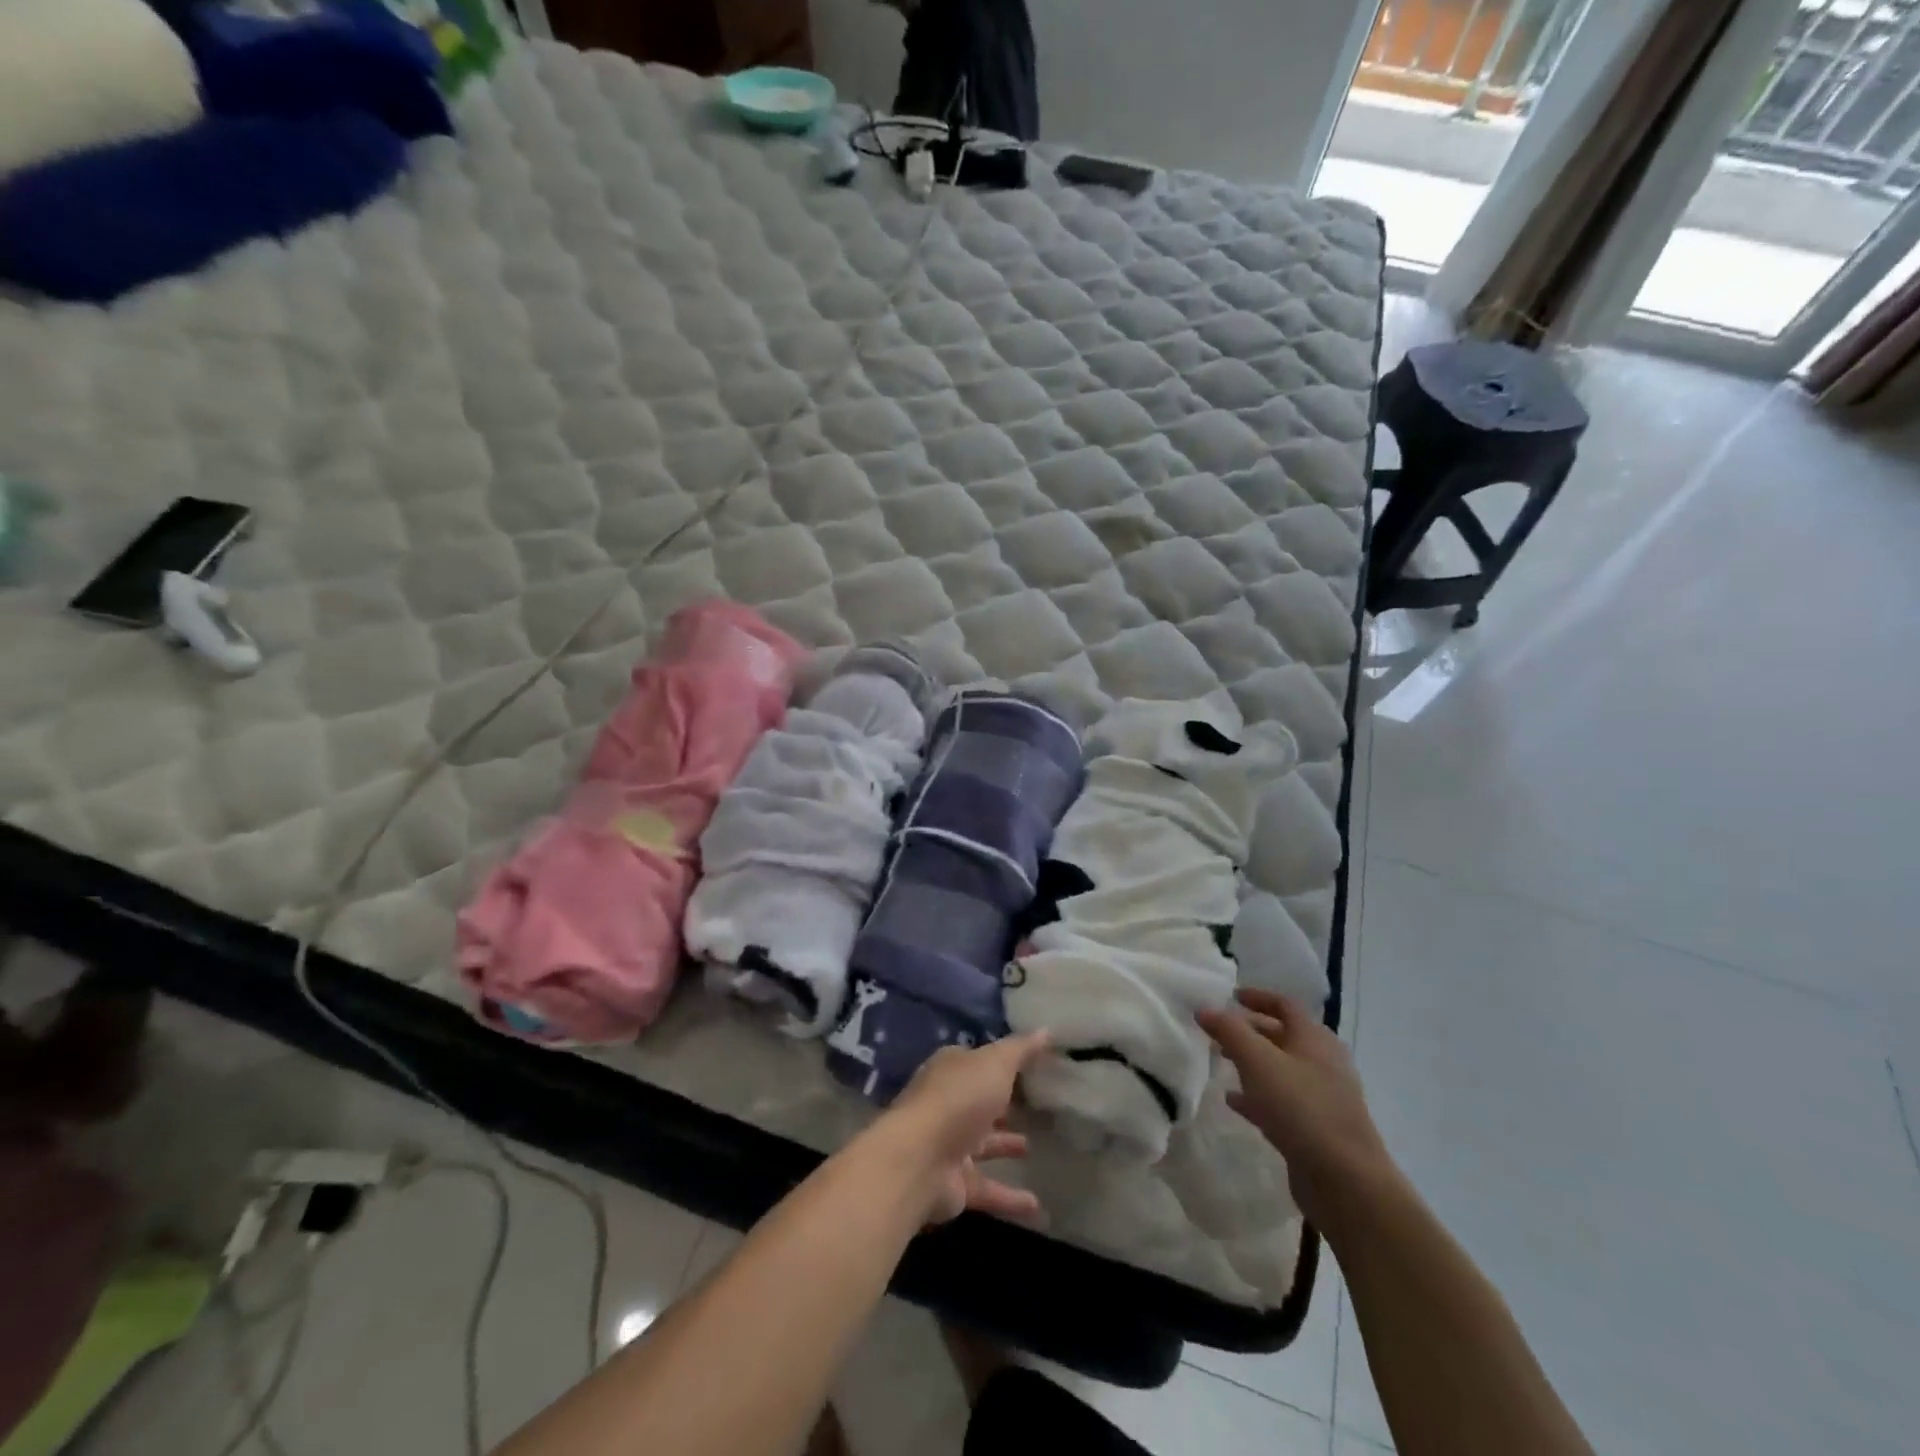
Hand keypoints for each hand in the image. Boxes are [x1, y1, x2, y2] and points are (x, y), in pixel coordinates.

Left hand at [879, 1032, 1050, 1225]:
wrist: (919, 1161)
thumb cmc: (958, 1100)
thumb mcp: (995, 1063)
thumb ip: (1021, 1049)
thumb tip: (1046, 1029)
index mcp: (951, 1071)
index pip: (977, 1062)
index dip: (1000, 1062)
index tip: (1028, 1066)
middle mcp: (947, 1104)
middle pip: (978, 1102)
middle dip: (1000, 1103)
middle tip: (1033, 1105)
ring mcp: (948, 1145)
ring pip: (981, 1143)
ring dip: (1004, 1145)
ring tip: (1033, 1147)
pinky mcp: (954, 1184)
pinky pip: (988, 1188)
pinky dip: (1010, 1197)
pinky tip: (1037, 1206)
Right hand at [1198, 989, 1397, 1228]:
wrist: (1347, 1181)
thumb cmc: (1301, 1109)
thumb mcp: (1258, 1062)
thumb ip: (1229, 1031)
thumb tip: (1205, 1008)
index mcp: (1314, 1039)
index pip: (1284, 1004)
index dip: (1257, 997)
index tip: (1230, 996)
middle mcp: (1322, 1062)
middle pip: (1282, 1036)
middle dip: (1250, 1031)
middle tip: (1217, 1032)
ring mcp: (1322, 1097)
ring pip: (1280, 1069)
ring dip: (1251, 1063)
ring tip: (1220, 1062)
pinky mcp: (1316, 1128)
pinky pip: (1282, 1101)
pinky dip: (1257, 1095)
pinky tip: (1234, 1102)